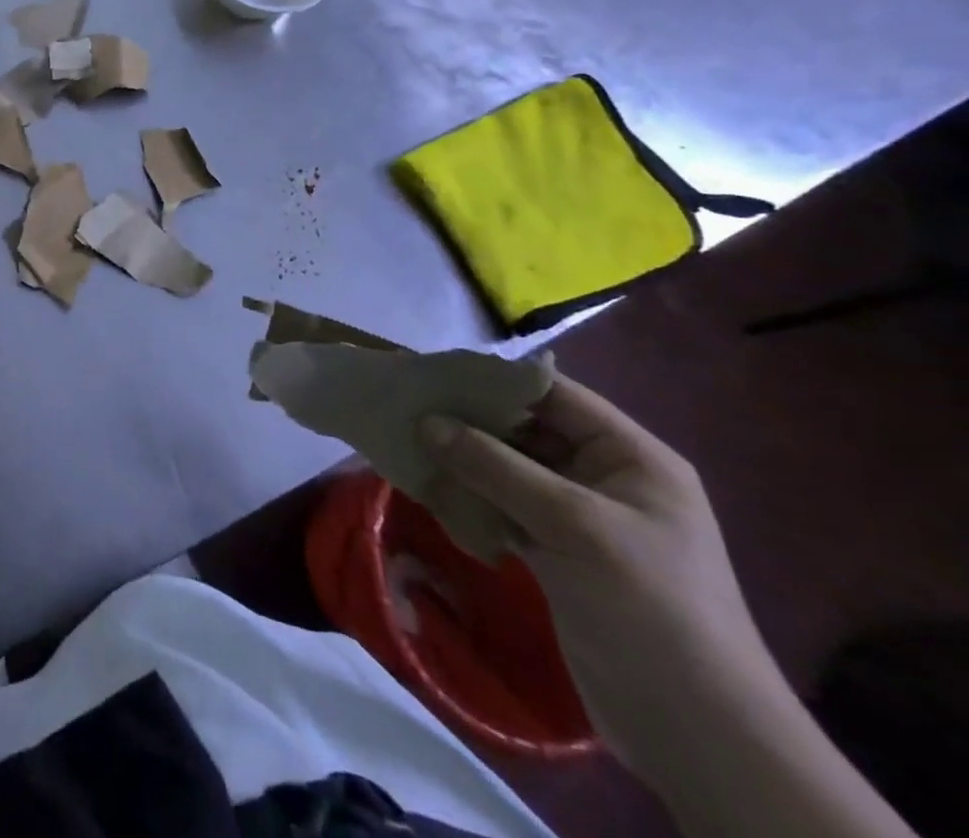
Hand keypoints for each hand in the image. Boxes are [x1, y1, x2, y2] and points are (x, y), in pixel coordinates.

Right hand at [421, 376, 771, 777]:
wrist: (698, 733)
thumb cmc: (651, 607)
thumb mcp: (574, 526)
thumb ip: (496, 467)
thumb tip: (427, 421)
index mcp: (630, 457)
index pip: (553, 394)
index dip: (494, 380)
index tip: (432, 373)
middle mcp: (605, 478)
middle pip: (526, 430)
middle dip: (470, 421)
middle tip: (408, 410)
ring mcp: (580, 518)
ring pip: (508, 469)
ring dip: (463, 461)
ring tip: (408, 446)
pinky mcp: (558, 553)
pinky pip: (504, 508)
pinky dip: (470, 499)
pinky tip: (432, 492)